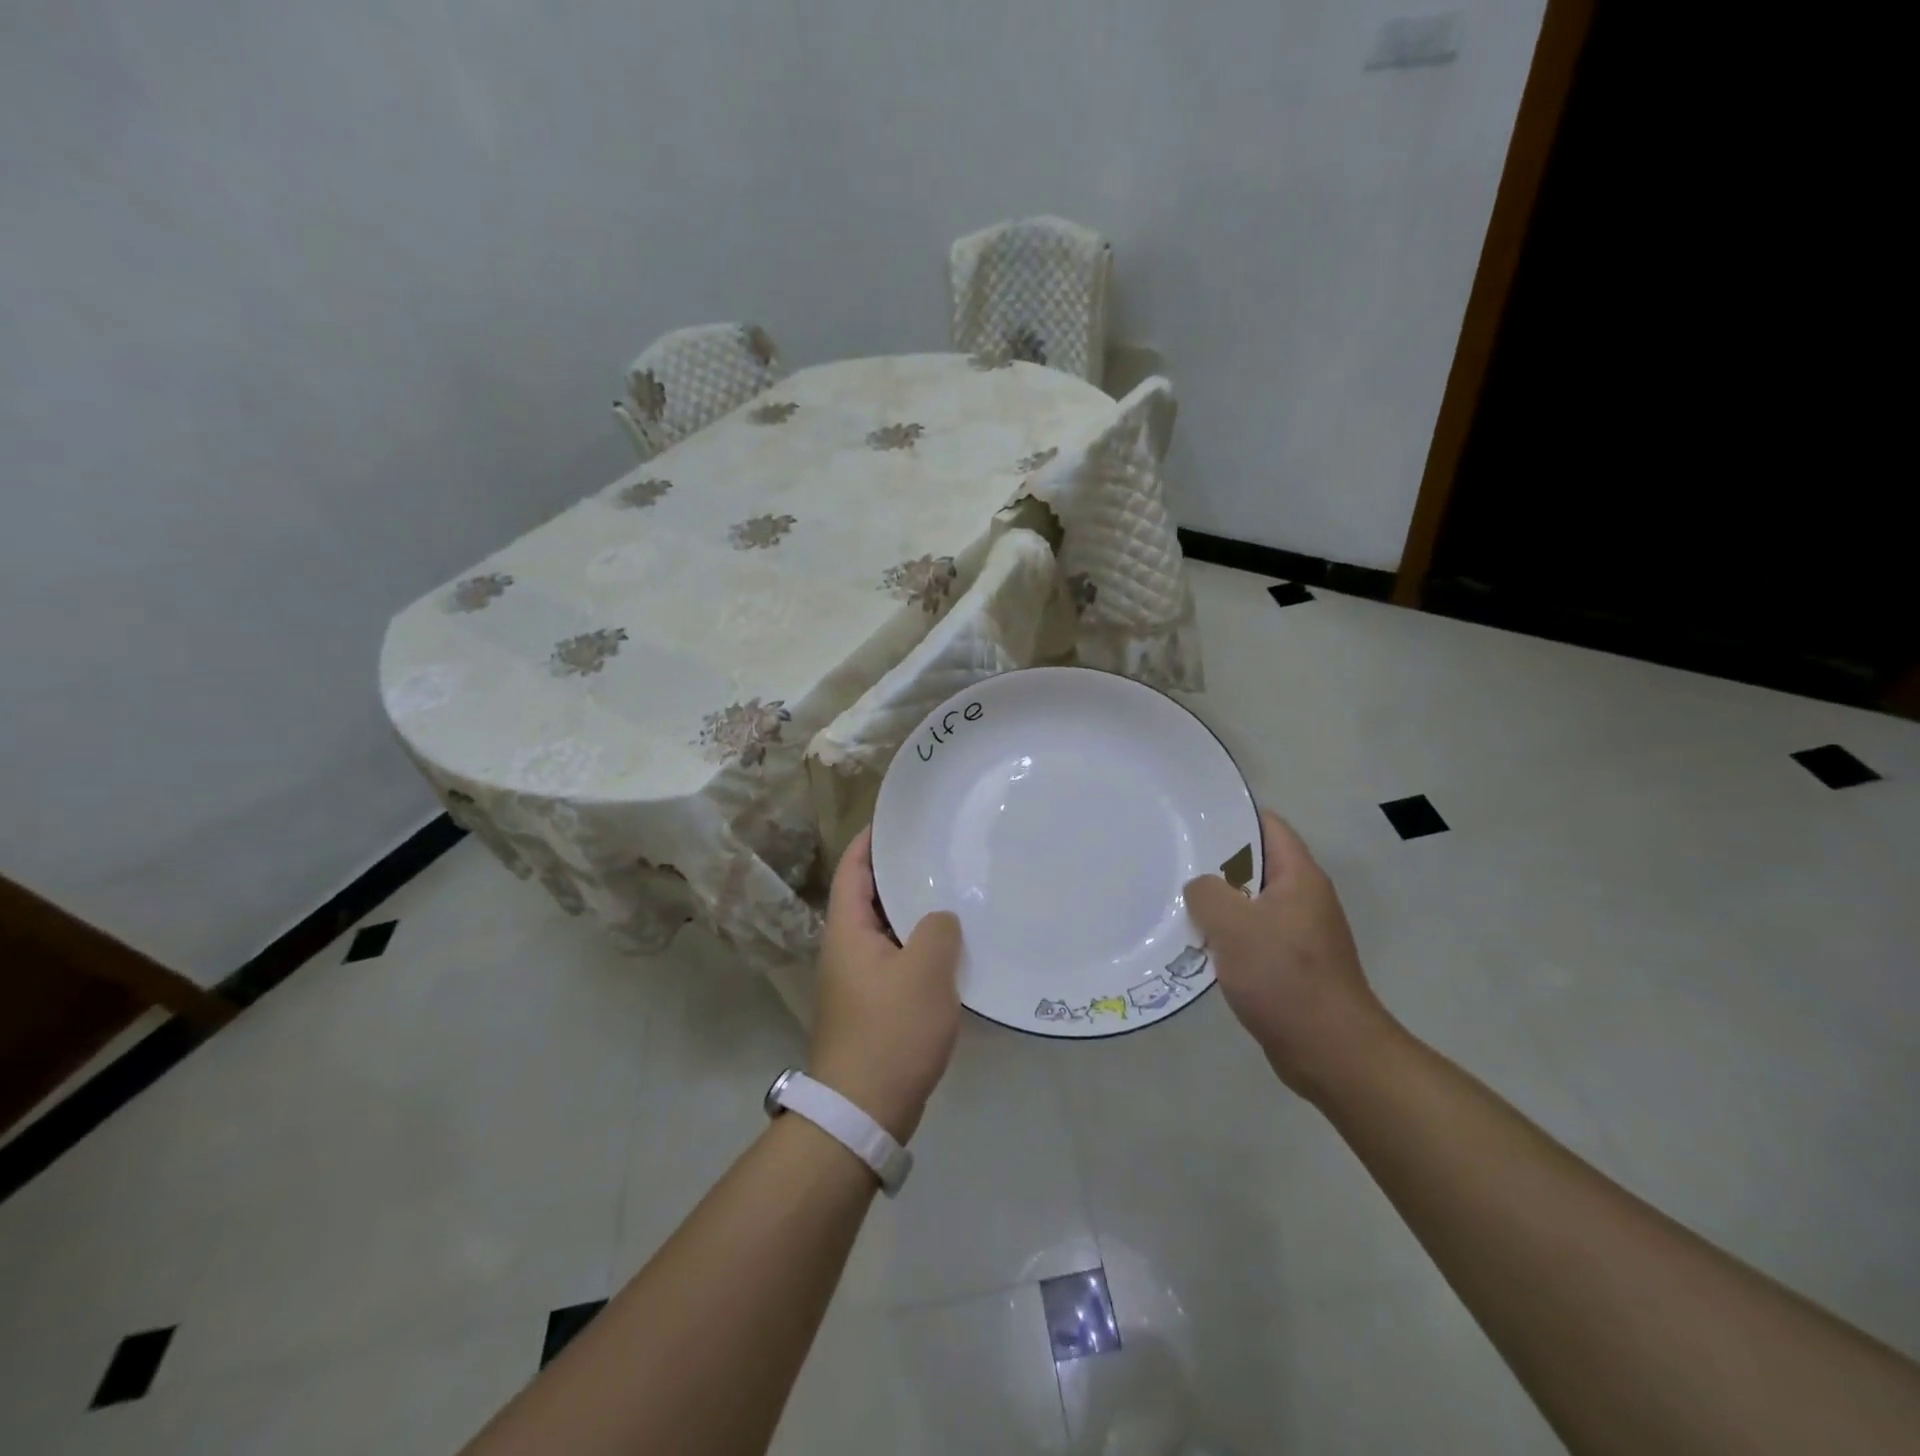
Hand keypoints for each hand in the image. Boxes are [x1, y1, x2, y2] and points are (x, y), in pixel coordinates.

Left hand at [809, 828, 963, 1142]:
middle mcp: (847, 949)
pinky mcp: (874, 1006)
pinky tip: (953, 948)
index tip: (897, 820)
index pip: (853, 870)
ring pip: (887, 931)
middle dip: (900, 874)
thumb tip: (940, 920)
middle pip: (869, 897)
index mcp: (847, 931)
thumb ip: (938, 929)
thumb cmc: (891, 1030)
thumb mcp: (925, 971)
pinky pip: (898, 960)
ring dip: (914, 913)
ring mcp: (859, 980)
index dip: (870, 841)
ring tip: (953, 892)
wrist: (864, 1110)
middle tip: (939, 852)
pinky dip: (920, 947)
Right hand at [1184, 811, 1394, 1099]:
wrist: (1330, 1051)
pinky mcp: (1291, 963)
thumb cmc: (1284, 977)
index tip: (1189, 819)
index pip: (1266, 825)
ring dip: (1217, 903)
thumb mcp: (1233, 925)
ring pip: (1249, 902)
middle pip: (1254, 863)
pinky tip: (1196, 943)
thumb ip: (1207, 893)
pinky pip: (1252, 934)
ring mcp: (1299, 932)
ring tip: (1176, 900)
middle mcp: (1303, 897)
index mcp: (1299, 876)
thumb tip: (1200, 887)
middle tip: (1172, 859)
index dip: (1229, 816)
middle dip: (1214, 862)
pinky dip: (1226, 934)